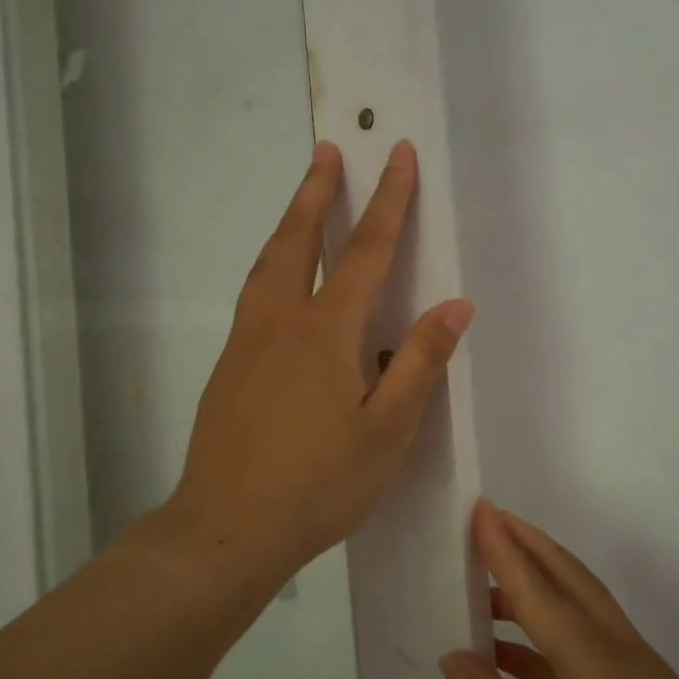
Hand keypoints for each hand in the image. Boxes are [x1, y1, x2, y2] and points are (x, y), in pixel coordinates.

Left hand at [165, 141, 473, 582]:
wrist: (225, 528)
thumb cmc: (317, 484)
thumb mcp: (386, 432)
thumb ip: (419, 364)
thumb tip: (454, 306)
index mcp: (324, 332)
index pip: (364, 251)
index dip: (388, 201)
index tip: (398, 154)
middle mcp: (279, 322)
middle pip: (299, 240)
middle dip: (318, 192)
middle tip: (327, 151)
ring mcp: (245, 342)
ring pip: (267, 264)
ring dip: (289, 223)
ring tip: (302, 199)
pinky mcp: (227, 367)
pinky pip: (254, 295)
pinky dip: (272, 264)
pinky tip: (278, 280)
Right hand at [442, 503, 678, 678]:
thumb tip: (459, 659)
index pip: (545, 600)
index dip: (506, 554)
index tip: (479, 511)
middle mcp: (637, 669)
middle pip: (577, 587)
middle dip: (531, 548)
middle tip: (488, 518)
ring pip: (590, 614)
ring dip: (543, 589)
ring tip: (489, 578)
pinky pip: (597, 651)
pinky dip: (555, 638)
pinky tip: (513, 651)